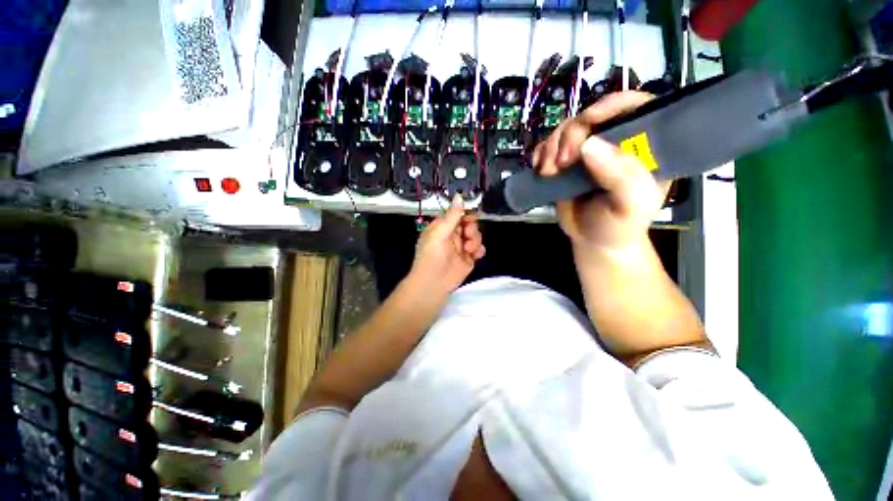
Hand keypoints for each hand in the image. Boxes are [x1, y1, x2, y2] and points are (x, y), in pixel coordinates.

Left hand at [410, 194, 485, 293]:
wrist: (433, 283)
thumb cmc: (431, 256)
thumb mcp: (439, 233)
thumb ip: (452, 216)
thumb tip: (459, 196)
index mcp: (443, 227)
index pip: (458, 215)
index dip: (466, 215)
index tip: (469, 219)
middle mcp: (453, 235)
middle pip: (470, 224)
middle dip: (471, 229)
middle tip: (467, 235)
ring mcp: (461, 247)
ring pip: (476, 236)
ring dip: (475, 240)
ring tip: (468, 250)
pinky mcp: (469, 259)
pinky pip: (479, 249)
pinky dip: (479, 250)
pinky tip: (474, 255)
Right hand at [532, 92, 670, 253]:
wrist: (593, 241)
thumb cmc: (619, 226)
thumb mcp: (631, 206)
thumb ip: (621, 177)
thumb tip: (589, 145)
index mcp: (643, 147)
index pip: (636, 107)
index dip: (612, 105)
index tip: (588, 121)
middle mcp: (615, 143)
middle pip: (592, 117)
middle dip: (572, 134)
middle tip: (562, 162)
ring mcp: (588, 152)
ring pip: (567, 130)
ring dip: (552, 146)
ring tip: (548, 172)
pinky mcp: (566, 162)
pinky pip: (549, 145)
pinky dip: (541, 152)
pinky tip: (539, 167)